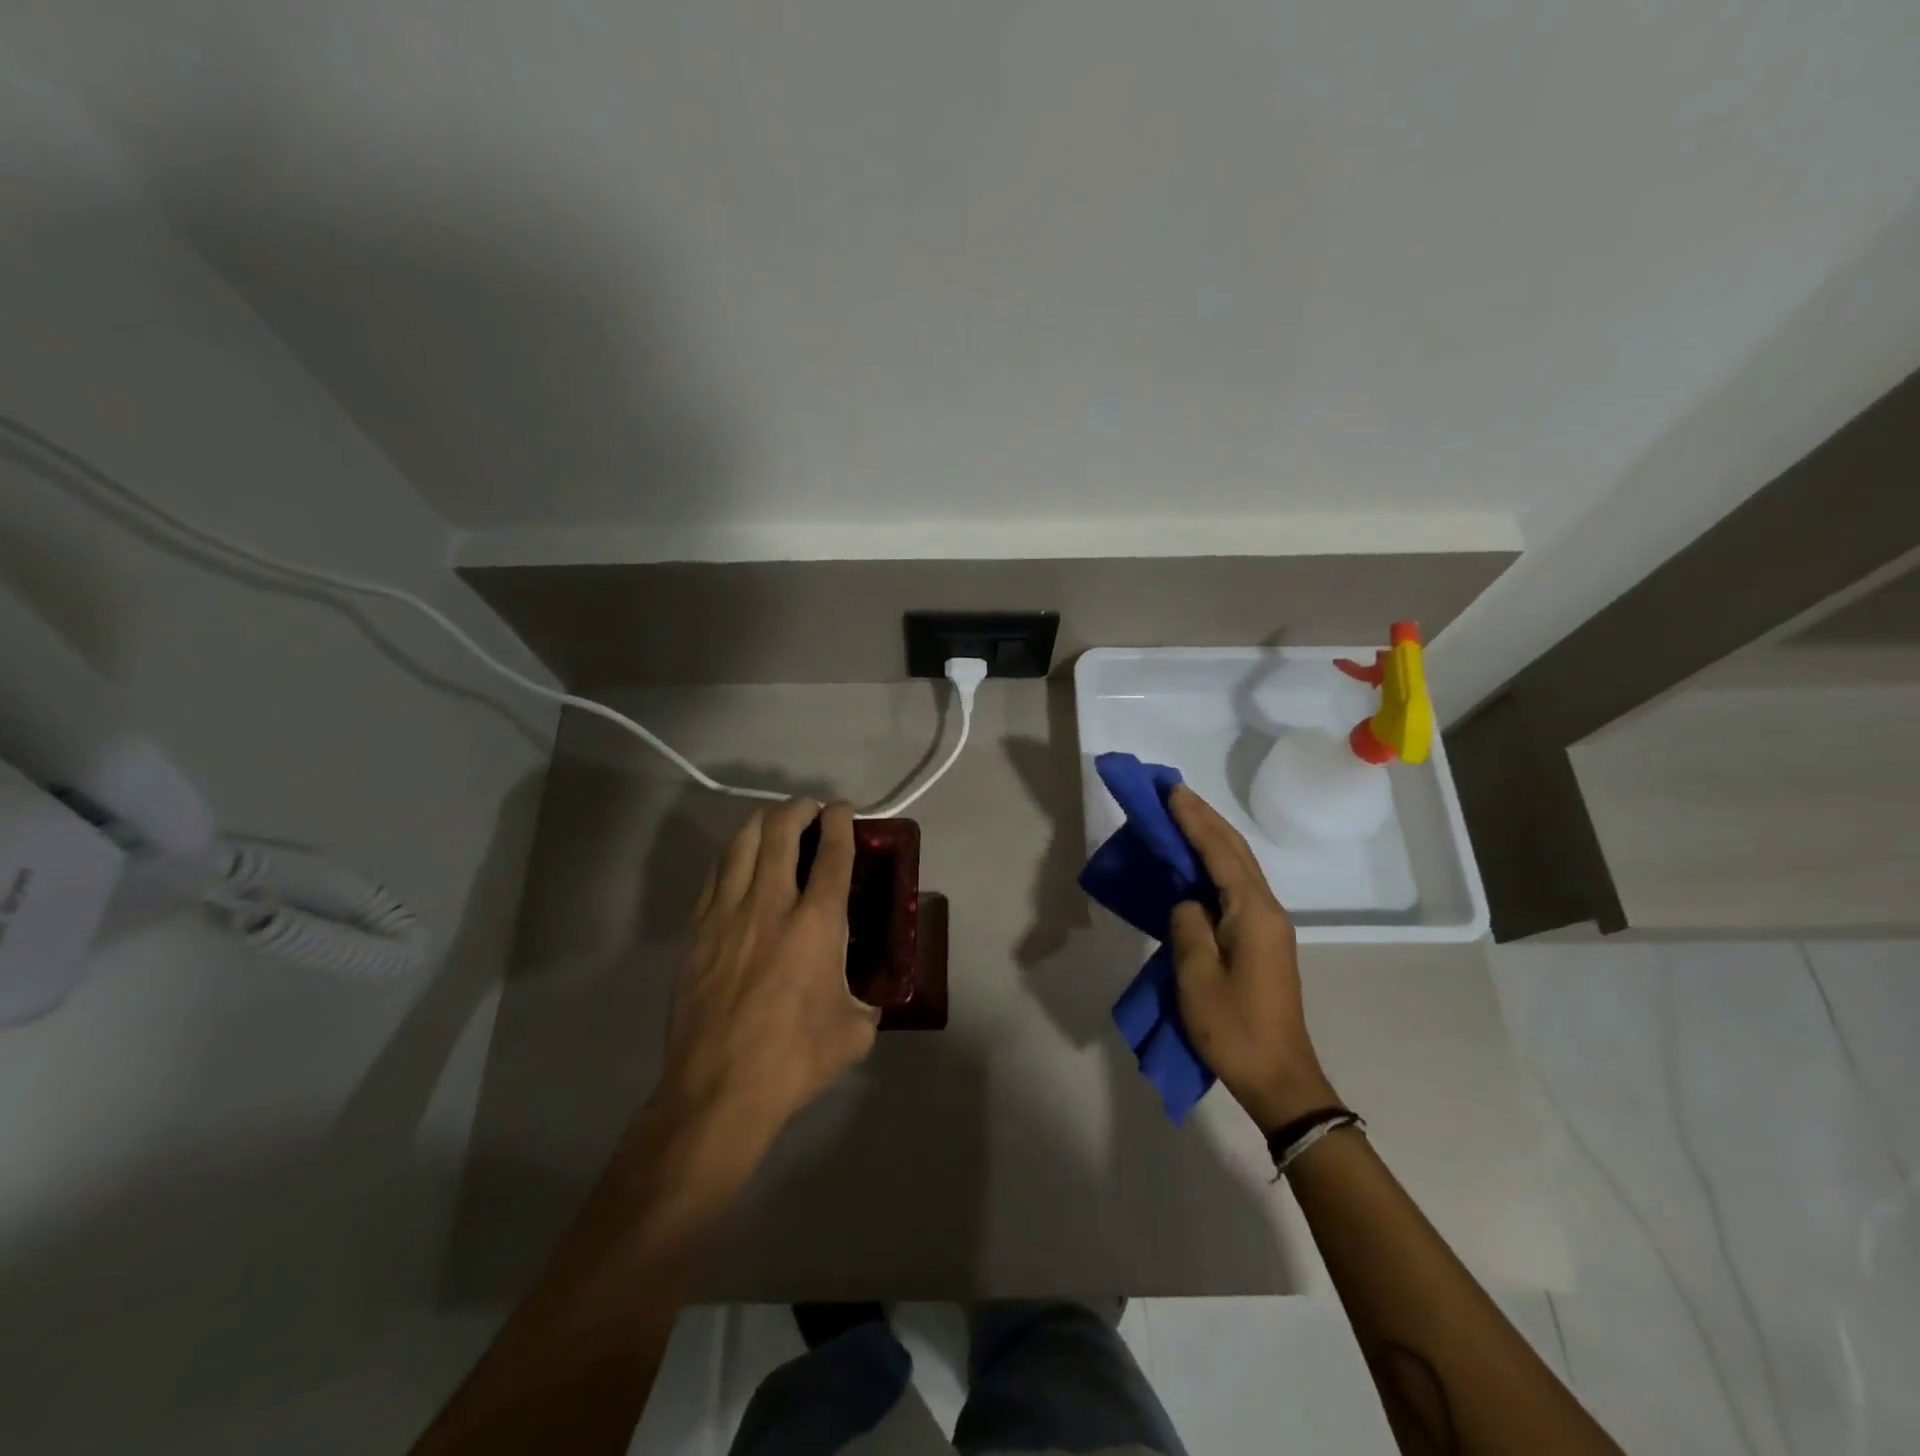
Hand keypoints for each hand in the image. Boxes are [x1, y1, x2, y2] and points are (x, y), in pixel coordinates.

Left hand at [651, 798, 879, 1150]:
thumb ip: (867, 1000)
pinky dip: (732, 857)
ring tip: (774, 825)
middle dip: (799, 808)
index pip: (832, 852)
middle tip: (810, 810)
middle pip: (780, 830)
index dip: (841, 821)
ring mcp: (726, 914)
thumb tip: (866, 994)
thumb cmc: (794, 1060)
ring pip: (740, 843)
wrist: (718, 1091)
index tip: (843, 810)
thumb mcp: (855, 1032)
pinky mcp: (696, 931)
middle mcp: (771, 904)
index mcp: (817, 924)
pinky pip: (714, 875)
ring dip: (762, 823)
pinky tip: (739, 865)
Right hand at [1167, 784, 1338, 1133]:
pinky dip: (1214, 864)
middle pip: (1235, 851)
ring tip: (1181, 815)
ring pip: (1238, 866)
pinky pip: (1236, 887)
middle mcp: (1266, 910)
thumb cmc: (1234, 1029)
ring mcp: (1267, 925)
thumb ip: (1189, 927)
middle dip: (1204, 818)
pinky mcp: (1262, 940)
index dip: (1194, 819)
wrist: (1280, 1079)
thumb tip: (1187, 901)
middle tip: (1172, 792)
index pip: (1220, 852)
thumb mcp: (1198, 978)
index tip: (1170, 791)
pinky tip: (1196, 862)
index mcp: (1253, 913)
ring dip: (1210, 837)